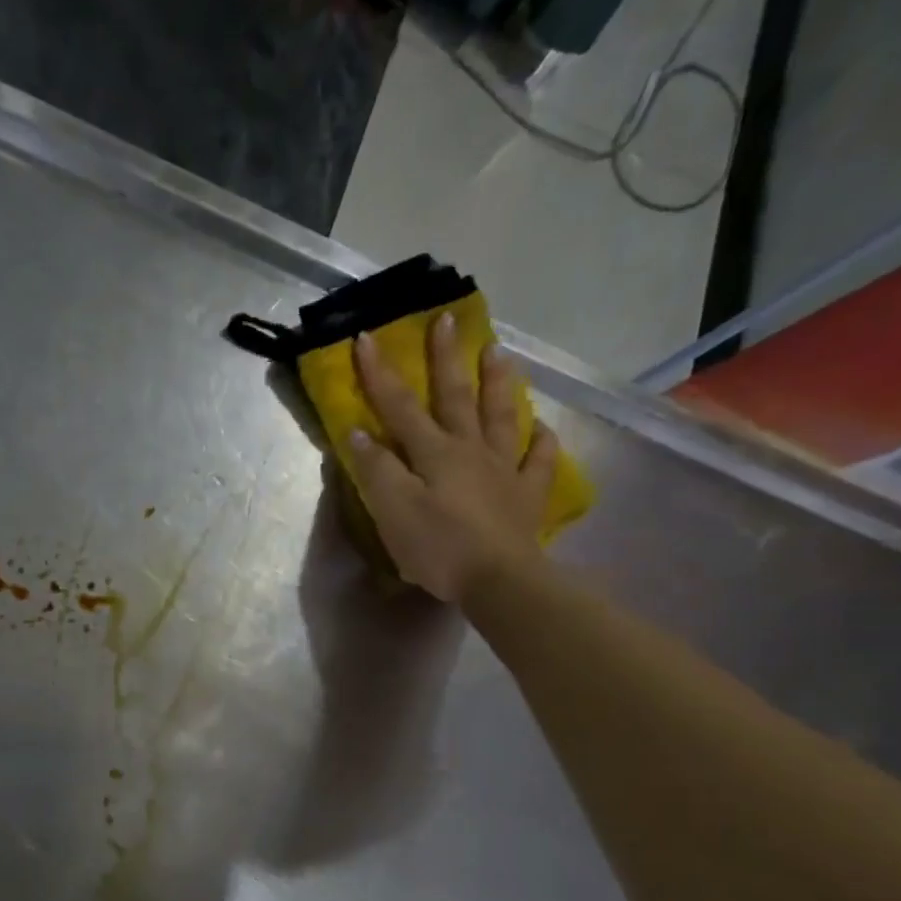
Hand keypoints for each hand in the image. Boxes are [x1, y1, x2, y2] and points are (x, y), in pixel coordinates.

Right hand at [347, 313, 560, 603]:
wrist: (498, 580)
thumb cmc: (438, 548)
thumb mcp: (393, 511)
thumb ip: (376, 470)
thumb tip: (360, 433)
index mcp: (433, 453)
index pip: (400, 407)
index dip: (380, 373)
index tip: (367, 337)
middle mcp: (469, 450)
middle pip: (456, 397)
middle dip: (446, 358)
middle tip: (447, 319)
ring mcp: (504, 469)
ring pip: (501, 416)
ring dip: (498, 382)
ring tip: (498, 351)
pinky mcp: (527, 495)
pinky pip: (538, 460)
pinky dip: (540, 441)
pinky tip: (540, 429)